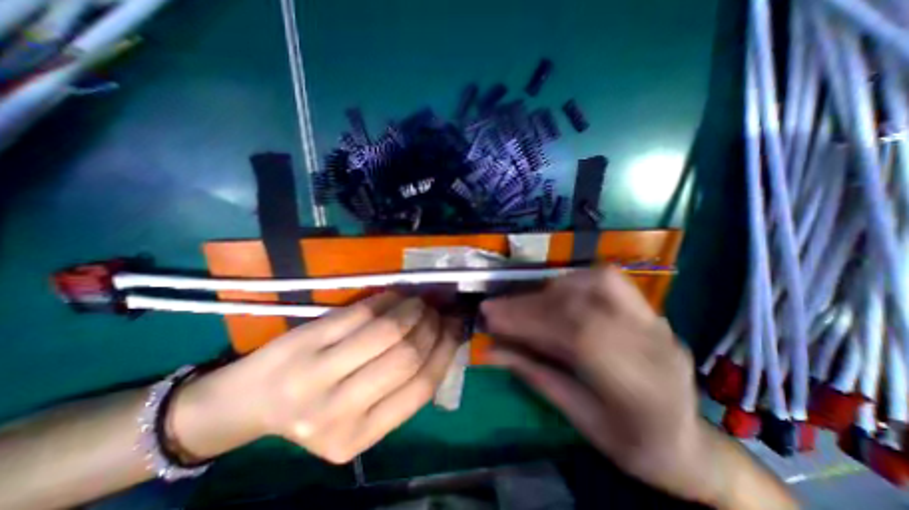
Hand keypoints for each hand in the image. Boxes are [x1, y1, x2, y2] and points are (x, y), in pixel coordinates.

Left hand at [171, 292, 462, 461]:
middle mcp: (338, 413)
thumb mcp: (361, 411)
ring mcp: (316, 376)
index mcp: (359, 437)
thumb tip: (445, 339)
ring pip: (387, 330)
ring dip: (412, 308)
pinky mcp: (304, 342)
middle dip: (430, 325)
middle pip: (407, 356)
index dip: (445, 349)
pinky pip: (360, 313)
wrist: (251, 401)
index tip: (454, 327)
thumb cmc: (316, 406)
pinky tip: (395, 297)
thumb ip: (401, 383)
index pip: (422, 386)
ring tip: (419, 302)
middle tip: (436, 311)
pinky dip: (386, 300)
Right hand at [479, 270, 713, 503]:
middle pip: (583, 306)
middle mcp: (654, 346)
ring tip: (523, 302)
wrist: (690, 443)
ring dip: (549, 288)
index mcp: (643, 390)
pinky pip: (607, 279)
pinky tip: (554, 293)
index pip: (578, 337)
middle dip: (530, 304)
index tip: (492, 318)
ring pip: (598, 283)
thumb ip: (536, 377)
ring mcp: (656, 322)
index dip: (529, 321)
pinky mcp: (648, 310)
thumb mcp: (581, 421)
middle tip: (496, 307)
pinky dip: (572, 281)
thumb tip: (491, 350)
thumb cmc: (634, 444)